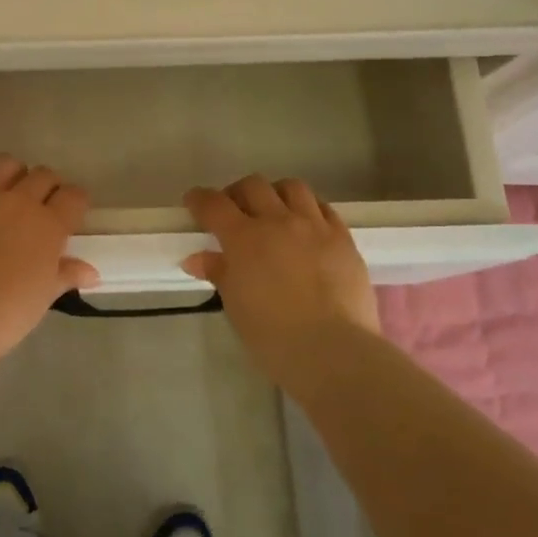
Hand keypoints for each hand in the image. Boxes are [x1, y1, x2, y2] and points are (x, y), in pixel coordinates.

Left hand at [0, 155, 98, 364]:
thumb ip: (66, 275)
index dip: (75, 202)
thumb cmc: (4, 314)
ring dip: (11, 173)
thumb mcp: (42, 297)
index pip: (74, 197)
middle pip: (42, 175)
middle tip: (38, 206)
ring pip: (5, 163)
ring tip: (5, 192)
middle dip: (46, 187)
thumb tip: (91, 272)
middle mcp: (18, 200)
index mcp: (48, 225)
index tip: (70, 213)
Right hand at [184, 176, 381, 387]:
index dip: (199, 199)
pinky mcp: (343, 238)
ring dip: (275, 194)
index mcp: (244, 238)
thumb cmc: (273, 336)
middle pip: (253, 186)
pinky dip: (308, 209)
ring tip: (273, 212)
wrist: (333, 350)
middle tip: (233, 212)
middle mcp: (278, 221)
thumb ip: (219, 274)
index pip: (214, 204)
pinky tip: (306, 226)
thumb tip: (198, 259)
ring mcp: (314, 226)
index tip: (194, 202)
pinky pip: (323, 208)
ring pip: (291, 187)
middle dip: (237, 193)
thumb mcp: (236, 306)